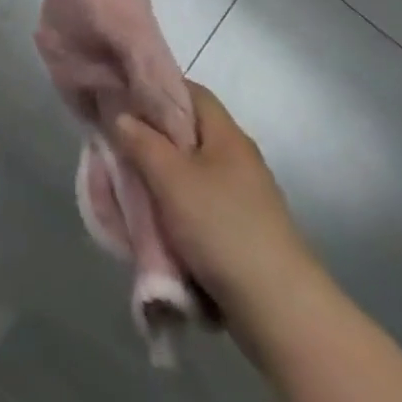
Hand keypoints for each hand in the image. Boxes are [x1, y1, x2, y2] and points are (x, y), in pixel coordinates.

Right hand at [114, 82, 318, 318]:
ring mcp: (245, 197)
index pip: (190, 91)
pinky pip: (202, 205)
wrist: (281, 313)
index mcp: (227, 135)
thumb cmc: (222, 227)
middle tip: (119, 143)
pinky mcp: (244, 232)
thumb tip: (122, 116)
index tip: (123, 97)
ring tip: (132, 185)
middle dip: (153, 137)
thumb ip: (141, 140)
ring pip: (192, 172)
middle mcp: (238, 158)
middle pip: (189, 133)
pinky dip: (179, 208)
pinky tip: (159, 221)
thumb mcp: (170, 177)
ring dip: (163, 177)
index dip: (156, 88)